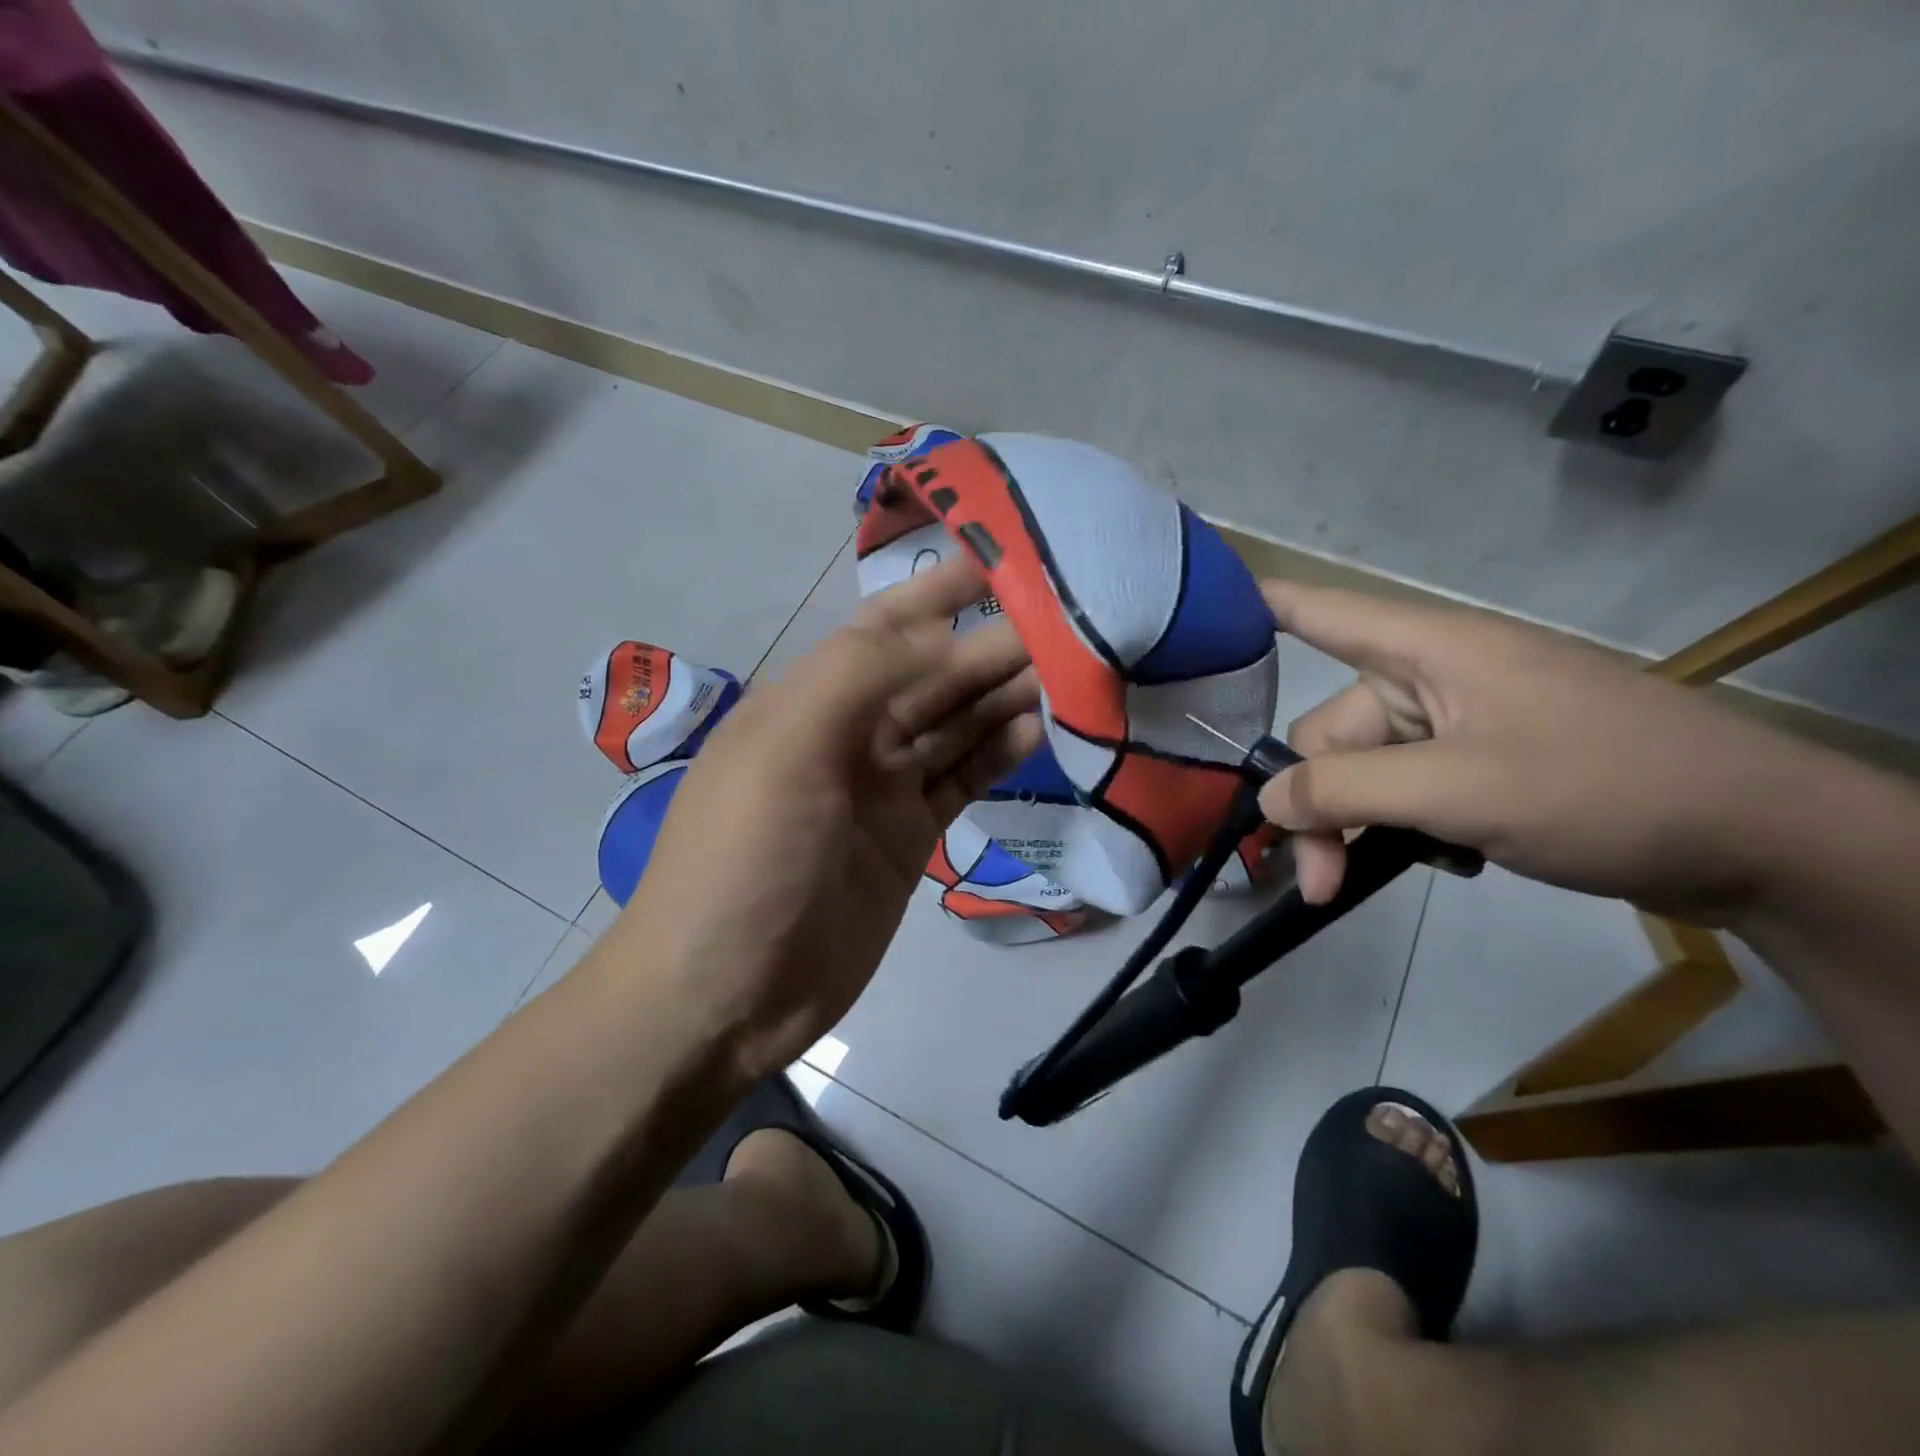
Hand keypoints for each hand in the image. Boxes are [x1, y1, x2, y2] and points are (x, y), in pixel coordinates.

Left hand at [619, 557, 1041, 1076]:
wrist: (725, 996)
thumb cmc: (743, 862)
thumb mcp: (785, 751)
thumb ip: (860, 679)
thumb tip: (946, 635)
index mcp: (807, 701)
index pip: (881, 629)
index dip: (935, 594)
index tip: (999, 561)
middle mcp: (848, 735)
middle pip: (930, 676)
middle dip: (986, 646)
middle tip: (1062, 624)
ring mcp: (882, 789)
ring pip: (953, 725)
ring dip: (1001, 696)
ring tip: (1065, 672)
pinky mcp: (910, 838)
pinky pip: (962, 780)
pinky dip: (998, 754)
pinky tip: (1037, 731)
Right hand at [1257, 582, 1819, 925]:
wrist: (1762, 842)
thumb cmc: (1604, 787)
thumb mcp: (1460, 791)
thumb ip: (1347, 791)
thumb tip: (1266, 801)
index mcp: (1424, 650)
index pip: (1317, 610)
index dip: (1253, 607)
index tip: (1194, 617)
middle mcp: (1431, 679)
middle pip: (1331, 734)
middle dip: (1316, 807)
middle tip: (1314, 882)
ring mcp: (1460, 725)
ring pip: (1365, 773)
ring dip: (1357, 829)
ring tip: (1358, 885)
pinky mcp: (1485, 767)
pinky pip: (1408, 792)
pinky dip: (1405, 830)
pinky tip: (1443, 860)